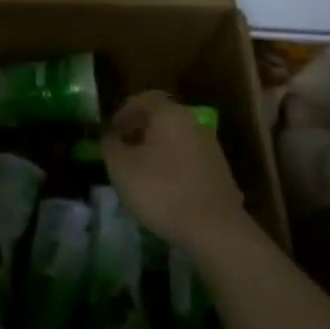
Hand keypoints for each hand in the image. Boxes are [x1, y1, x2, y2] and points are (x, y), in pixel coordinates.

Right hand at [102, 92, 254, 255]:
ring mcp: (210, 148)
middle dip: (139, 131)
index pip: (144, 99)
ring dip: (156, 150)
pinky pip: (188, 160)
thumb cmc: (161, 190)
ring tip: (139, 173)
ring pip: (176, 140)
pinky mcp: (219, 173)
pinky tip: (163, 189)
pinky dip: (172, 167)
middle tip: (122, 150)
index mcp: (169, 115)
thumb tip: (110, 137)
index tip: (111, 131)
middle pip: (162, 119)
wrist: (214, 229)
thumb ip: (110, 146)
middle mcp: (193, 124)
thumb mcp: (121, 168)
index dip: (123, 112)